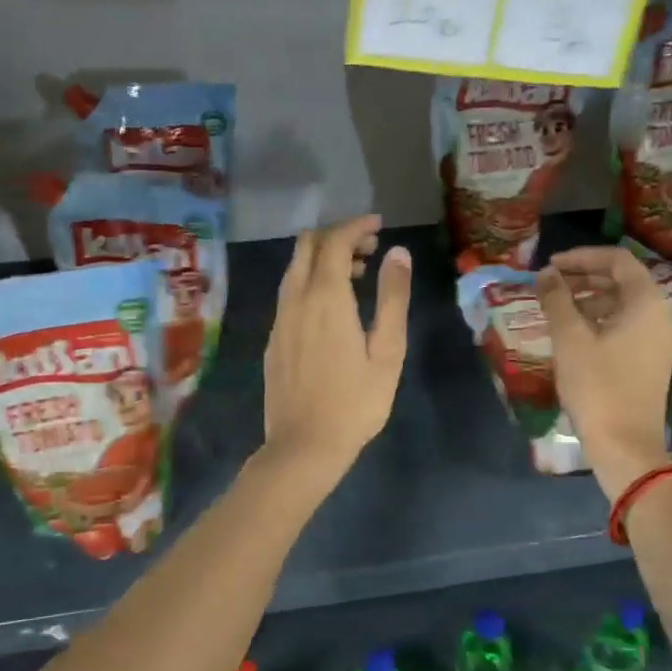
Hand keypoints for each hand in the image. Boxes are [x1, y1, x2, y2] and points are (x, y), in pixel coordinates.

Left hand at [261, 215, 411, 486]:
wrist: (303, 446)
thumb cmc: (355, 403)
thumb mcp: (387, 352)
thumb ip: (393, 298)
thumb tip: (398, 253)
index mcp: (326, 298)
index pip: (335, 241)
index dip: (356, 226)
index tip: (378, 225)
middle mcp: (296, 299)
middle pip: (307, 246)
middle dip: (337, 236)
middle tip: (369, 248)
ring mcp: (279, 319)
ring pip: (294, 269)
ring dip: (322, 259)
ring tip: (356, 276)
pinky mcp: (273, 339)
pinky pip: (289, 292)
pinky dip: (310, 282)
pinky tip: (331, 308)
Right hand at [534, 246, 671, 498]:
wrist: (625, 444)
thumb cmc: (597, 386)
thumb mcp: (570, 338)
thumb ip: (557, 299)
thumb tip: (546, 274)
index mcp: (647, 302)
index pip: (617, 260)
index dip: (582, 257)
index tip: (551, 265)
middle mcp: (661, 315)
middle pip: (623, 280)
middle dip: (585, 277)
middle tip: (550, 283)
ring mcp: (659, 339)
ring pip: (623, 304)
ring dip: (590, 299)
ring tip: (556, 307)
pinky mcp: (651, 360)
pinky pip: (626, 326)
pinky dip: (600, 320)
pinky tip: (573, 333)